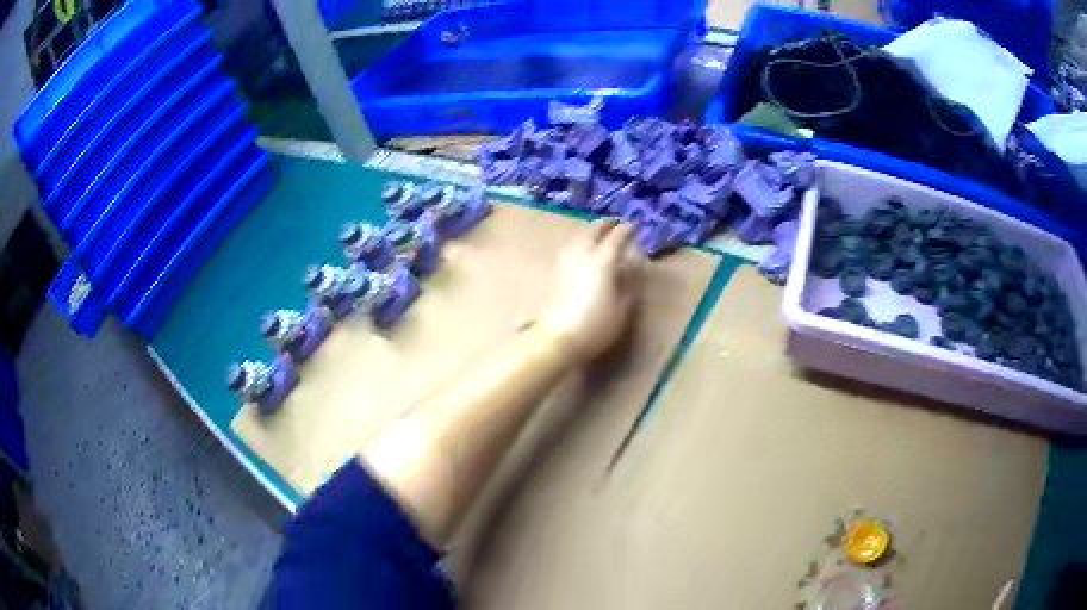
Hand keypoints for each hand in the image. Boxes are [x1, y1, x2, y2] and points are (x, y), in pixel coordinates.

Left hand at [538, 219, 640, 363]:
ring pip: (577, 239)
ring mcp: (566, 264)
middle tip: (614, 224)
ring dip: (589, 233)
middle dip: (604, 225)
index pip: (616, 238)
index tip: (635, 225)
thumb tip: (631, 273)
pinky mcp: (556, 275)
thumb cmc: (596, 325)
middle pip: (592, 232)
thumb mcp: (622, 309)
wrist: (559, 338)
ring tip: (598, 236)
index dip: (627, 230)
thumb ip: (628, 288)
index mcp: (602, 261)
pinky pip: (569, 250)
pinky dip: (579, 245)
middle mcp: (582, 256)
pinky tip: (582, 253)